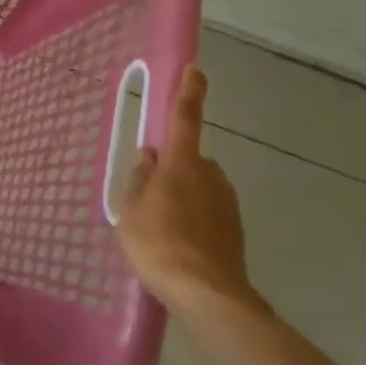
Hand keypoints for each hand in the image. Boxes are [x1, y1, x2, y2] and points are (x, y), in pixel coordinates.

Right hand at [116, 65, 264, 314]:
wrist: (208, 295)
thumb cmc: (159, 244)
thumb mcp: (130, 211)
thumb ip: (138, 179)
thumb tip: (149, 156)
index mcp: (181, 164)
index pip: (184, 118)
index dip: (188, 92)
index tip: (195, 69)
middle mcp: (210, 175)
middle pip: (188, 159)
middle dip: (172, 170)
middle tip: (148, 198)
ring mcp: (226, 202)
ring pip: (199, 187)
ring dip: (183, 197)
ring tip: (160, 230)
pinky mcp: (235, 229)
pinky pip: (208, 212)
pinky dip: (195, 220)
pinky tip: (179, 246)